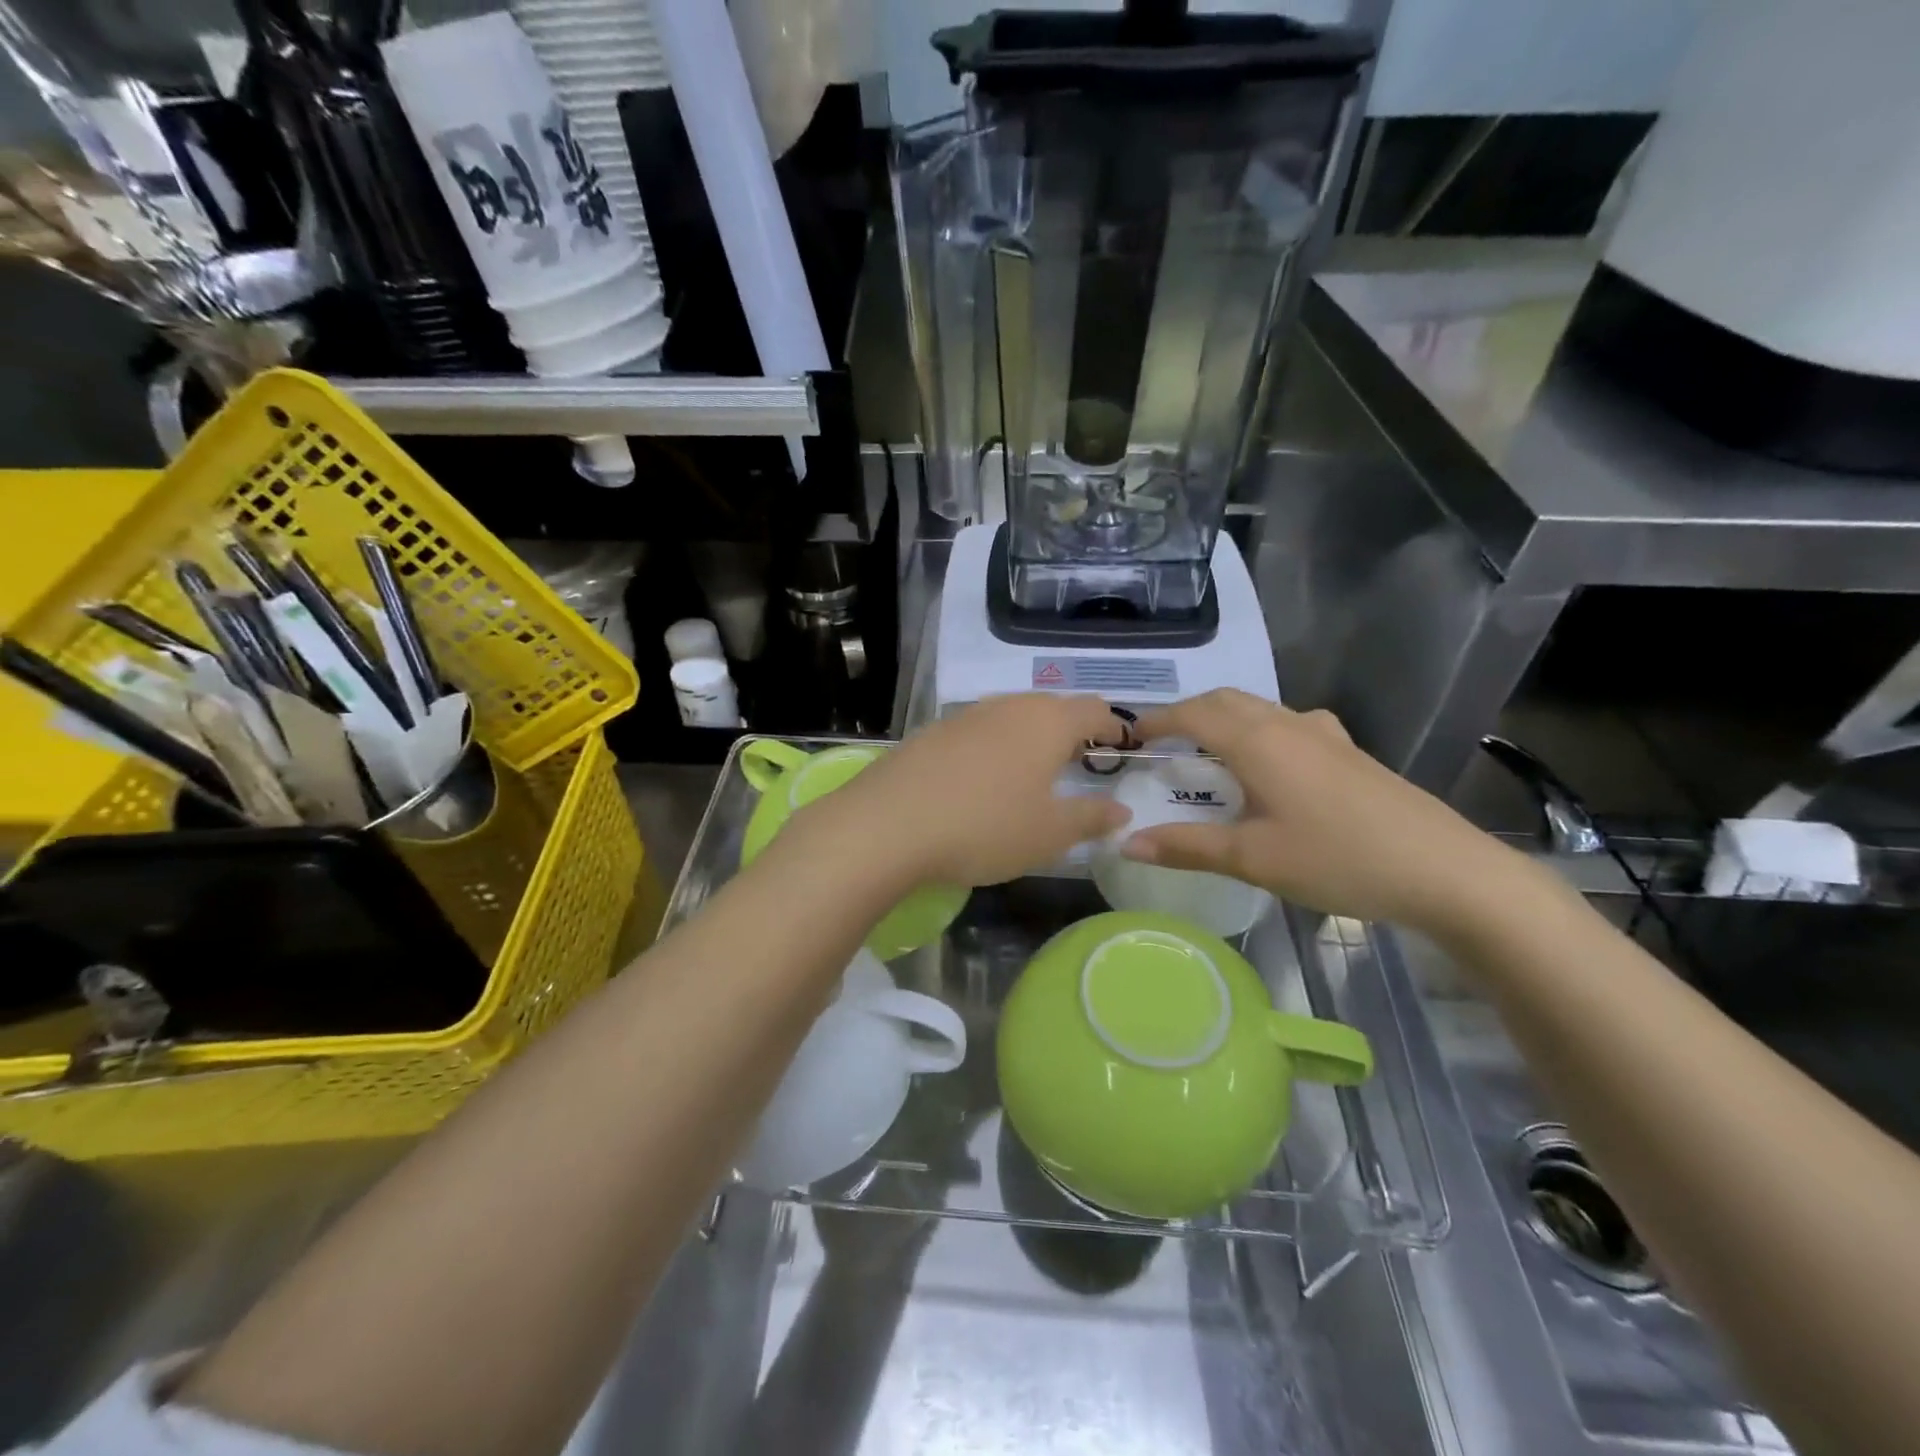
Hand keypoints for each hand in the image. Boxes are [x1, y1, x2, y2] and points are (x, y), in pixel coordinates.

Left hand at [797, 695, 1130, 888]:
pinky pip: (977, 731)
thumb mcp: (1048, 834)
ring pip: (1011, 716)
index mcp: (1046, 722)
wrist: (887, 825)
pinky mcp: (931, 732)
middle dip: (1071, 731)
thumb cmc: (984, 828)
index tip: (1123, 750)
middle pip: (1052, 707)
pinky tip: (981, 780)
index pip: (1095, 710)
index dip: (1114, 728)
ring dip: (1030, 737)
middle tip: (1080, 764)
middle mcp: (1007, 706)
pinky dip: (993, 747)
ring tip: (1032, 772)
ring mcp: (964, 716)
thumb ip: (1090, 818)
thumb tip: (1120, 809)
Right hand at [1122, 690, 1518, 936]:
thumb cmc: (1338, 859)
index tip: (1129, 735)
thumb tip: (1126, 842)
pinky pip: (1289, 724)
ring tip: (1206, 748)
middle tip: (1162, 740)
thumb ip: (1187, 846)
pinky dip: (1258, 729)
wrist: (1445, 870)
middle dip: (1188, 712)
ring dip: (1224, 717)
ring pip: (1260, 709)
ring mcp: (1325, 735)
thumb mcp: (1253, 858)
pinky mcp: (1350, 752)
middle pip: (1226, 700)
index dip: (1157, 721)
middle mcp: (1288, 724)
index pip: (1193, 714)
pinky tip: (1270, 763)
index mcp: (1257, 742)